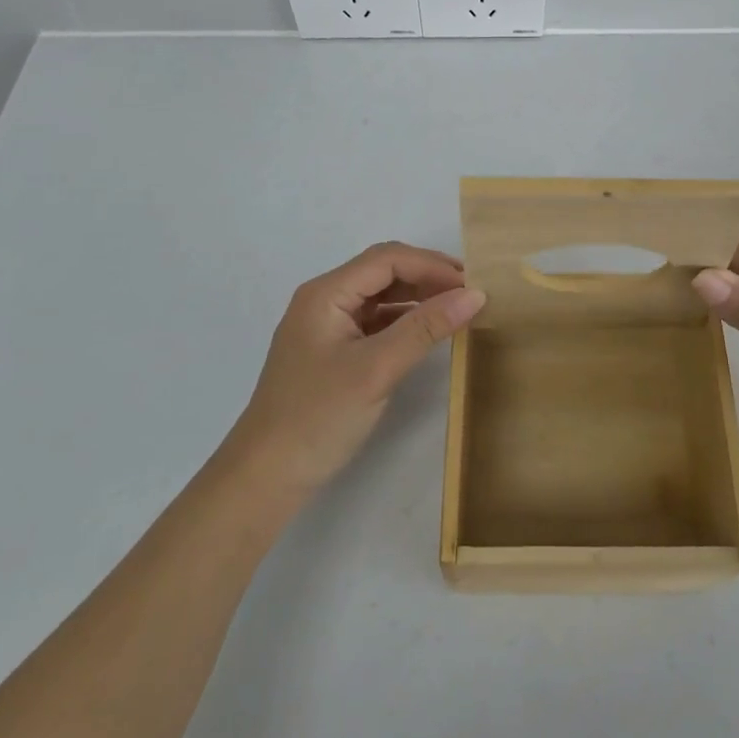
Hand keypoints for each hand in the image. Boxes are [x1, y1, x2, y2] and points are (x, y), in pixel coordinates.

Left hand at [228, 242, 484, 497]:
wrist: (264, 478)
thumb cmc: (318, 417)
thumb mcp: (377, 369)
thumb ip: (425, 328)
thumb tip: (475, 294)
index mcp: (326, 293)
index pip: (388, 259)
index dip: (432, 266)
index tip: (473, 283)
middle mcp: (324, 300)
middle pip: (383, 271)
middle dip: (427, 276)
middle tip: (470, 292)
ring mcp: (327, 326)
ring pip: (381, 295)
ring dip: (418, 297)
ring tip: (457, 308)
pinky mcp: (333, 351)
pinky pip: (375, 320)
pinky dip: (404, 320)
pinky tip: (428, 331)